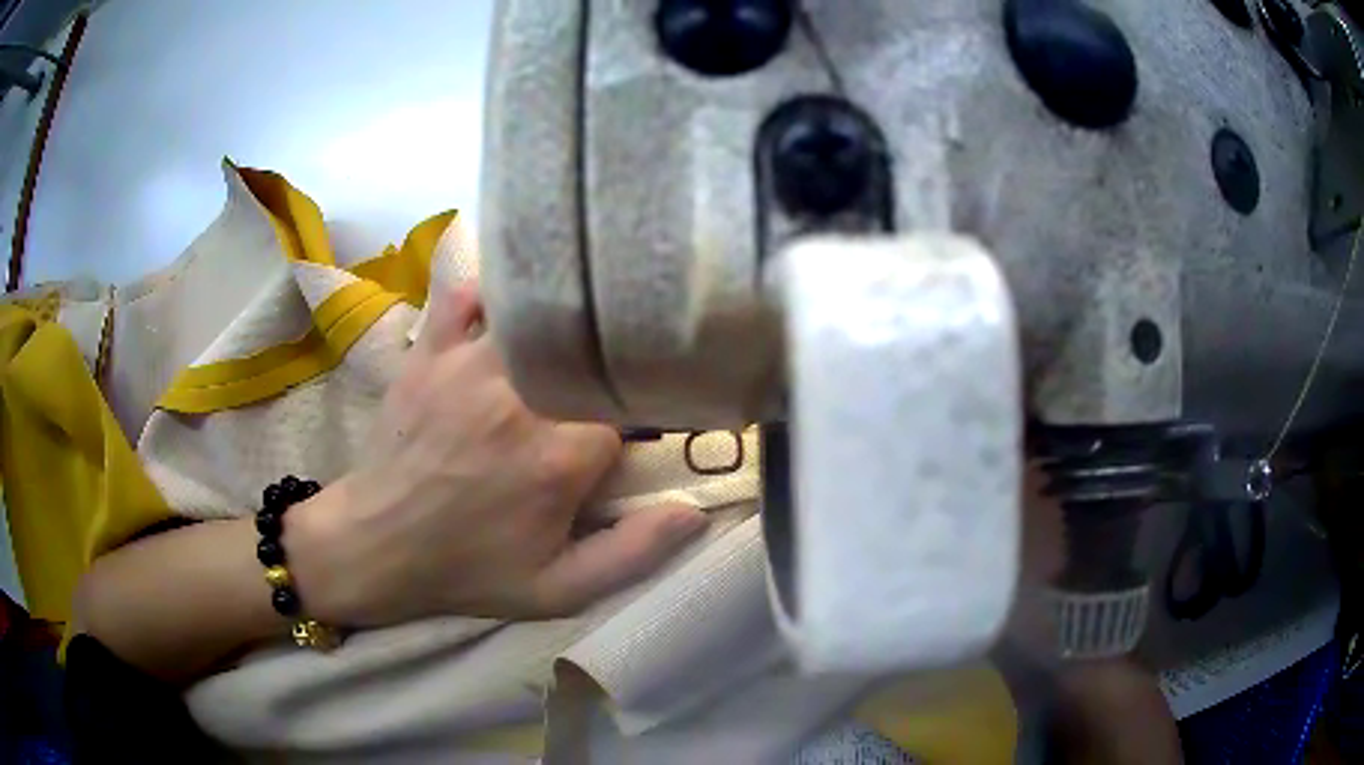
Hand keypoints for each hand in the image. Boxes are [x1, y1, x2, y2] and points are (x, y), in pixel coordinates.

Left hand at [286, 285, 708, 627]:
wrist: (374, 546)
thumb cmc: (468, 570)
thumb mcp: (558, 590)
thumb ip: (633, 553)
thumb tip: (696, 510)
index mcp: (560, 454)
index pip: (630, 408)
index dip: (636, 420)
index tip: (629, 436)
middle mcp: (520, 395)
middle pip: (588, 357)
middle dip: (602, 372)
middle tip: (596, 396)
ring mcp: (469, 364)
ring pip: (535, 319)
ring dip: (556, 333)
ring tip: (561, 354)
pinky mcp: (430, 351)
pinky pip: (466, 295)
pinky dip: (489, 297)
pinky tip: (502, 318)